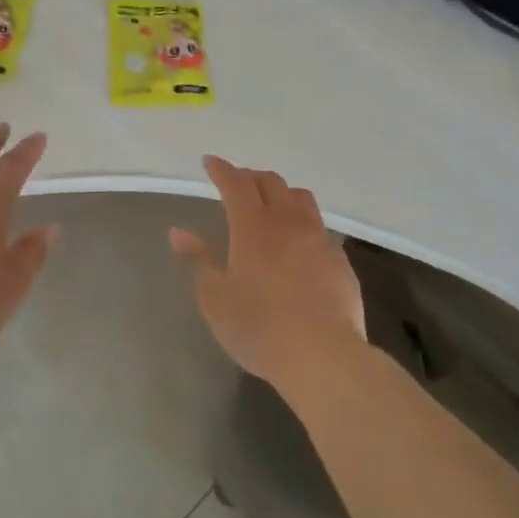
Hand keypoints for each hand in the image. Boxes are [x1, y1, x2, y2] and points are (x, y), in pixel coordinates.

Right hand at [170, 156, 365, 386]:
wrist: (322, 355)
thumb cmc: (258, 328)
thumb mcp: (215, 299)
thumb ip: (198, 260)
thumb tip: (178, 231)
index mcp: (253, 227)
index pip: (236, 184)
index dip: (222, 169)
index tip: (210, 162)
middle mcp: (288, 223)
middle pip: (272, 183)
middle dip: (251, 176)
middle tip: (236, 182)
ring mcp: (319, 239)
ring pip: (301, 198)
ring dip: (281, 192)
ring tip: (270, 204)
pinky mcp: (339, 260)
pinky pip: (319, 227)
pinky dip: (302, 222)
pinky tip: (297, 244)